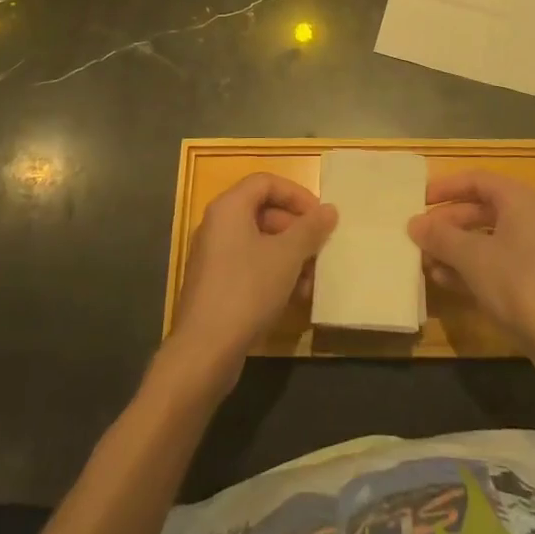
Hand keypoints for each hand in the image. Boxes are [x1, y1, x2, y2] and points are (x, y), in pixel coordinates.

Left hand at [169, 174, 336, 375]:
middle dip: (296, 231)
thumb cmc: (248, 290)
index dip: (296, 195)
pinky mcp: (215, 285)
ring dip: (289, 257)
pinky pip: (249, 266)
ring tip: (312, 281)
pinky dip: (274, 274)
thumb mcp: (287, 256)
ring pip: (259, 243)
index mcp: (229, 208)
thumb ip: (310, 229)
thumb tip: (329, 210)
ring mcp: (213, 256)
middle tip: (320, 250)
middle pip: (263, 213)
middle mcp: (217, 225)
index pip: (266, 182)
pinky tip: (295, 298)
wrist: (205, 351)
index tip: (320, 217)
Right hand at [409, 171, 534, 373]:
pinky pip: (495, 263)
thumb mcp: (472, 257)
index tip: (420, 200)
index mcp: (519, 200)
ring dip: (455, 248)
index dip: (446, 187)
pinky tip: (444, 281)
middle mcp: (529, 219)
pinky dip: (470, 267)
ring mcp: (533, 251)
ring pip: (486, 239)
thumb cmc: (518, 284)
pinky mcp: (533, 280)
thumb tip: (414, 223)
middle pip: (480, 210)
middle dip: (447, 223)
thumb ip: (441, 237)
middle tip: (419, 235)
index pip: (477, 180)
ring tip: (425, 260)